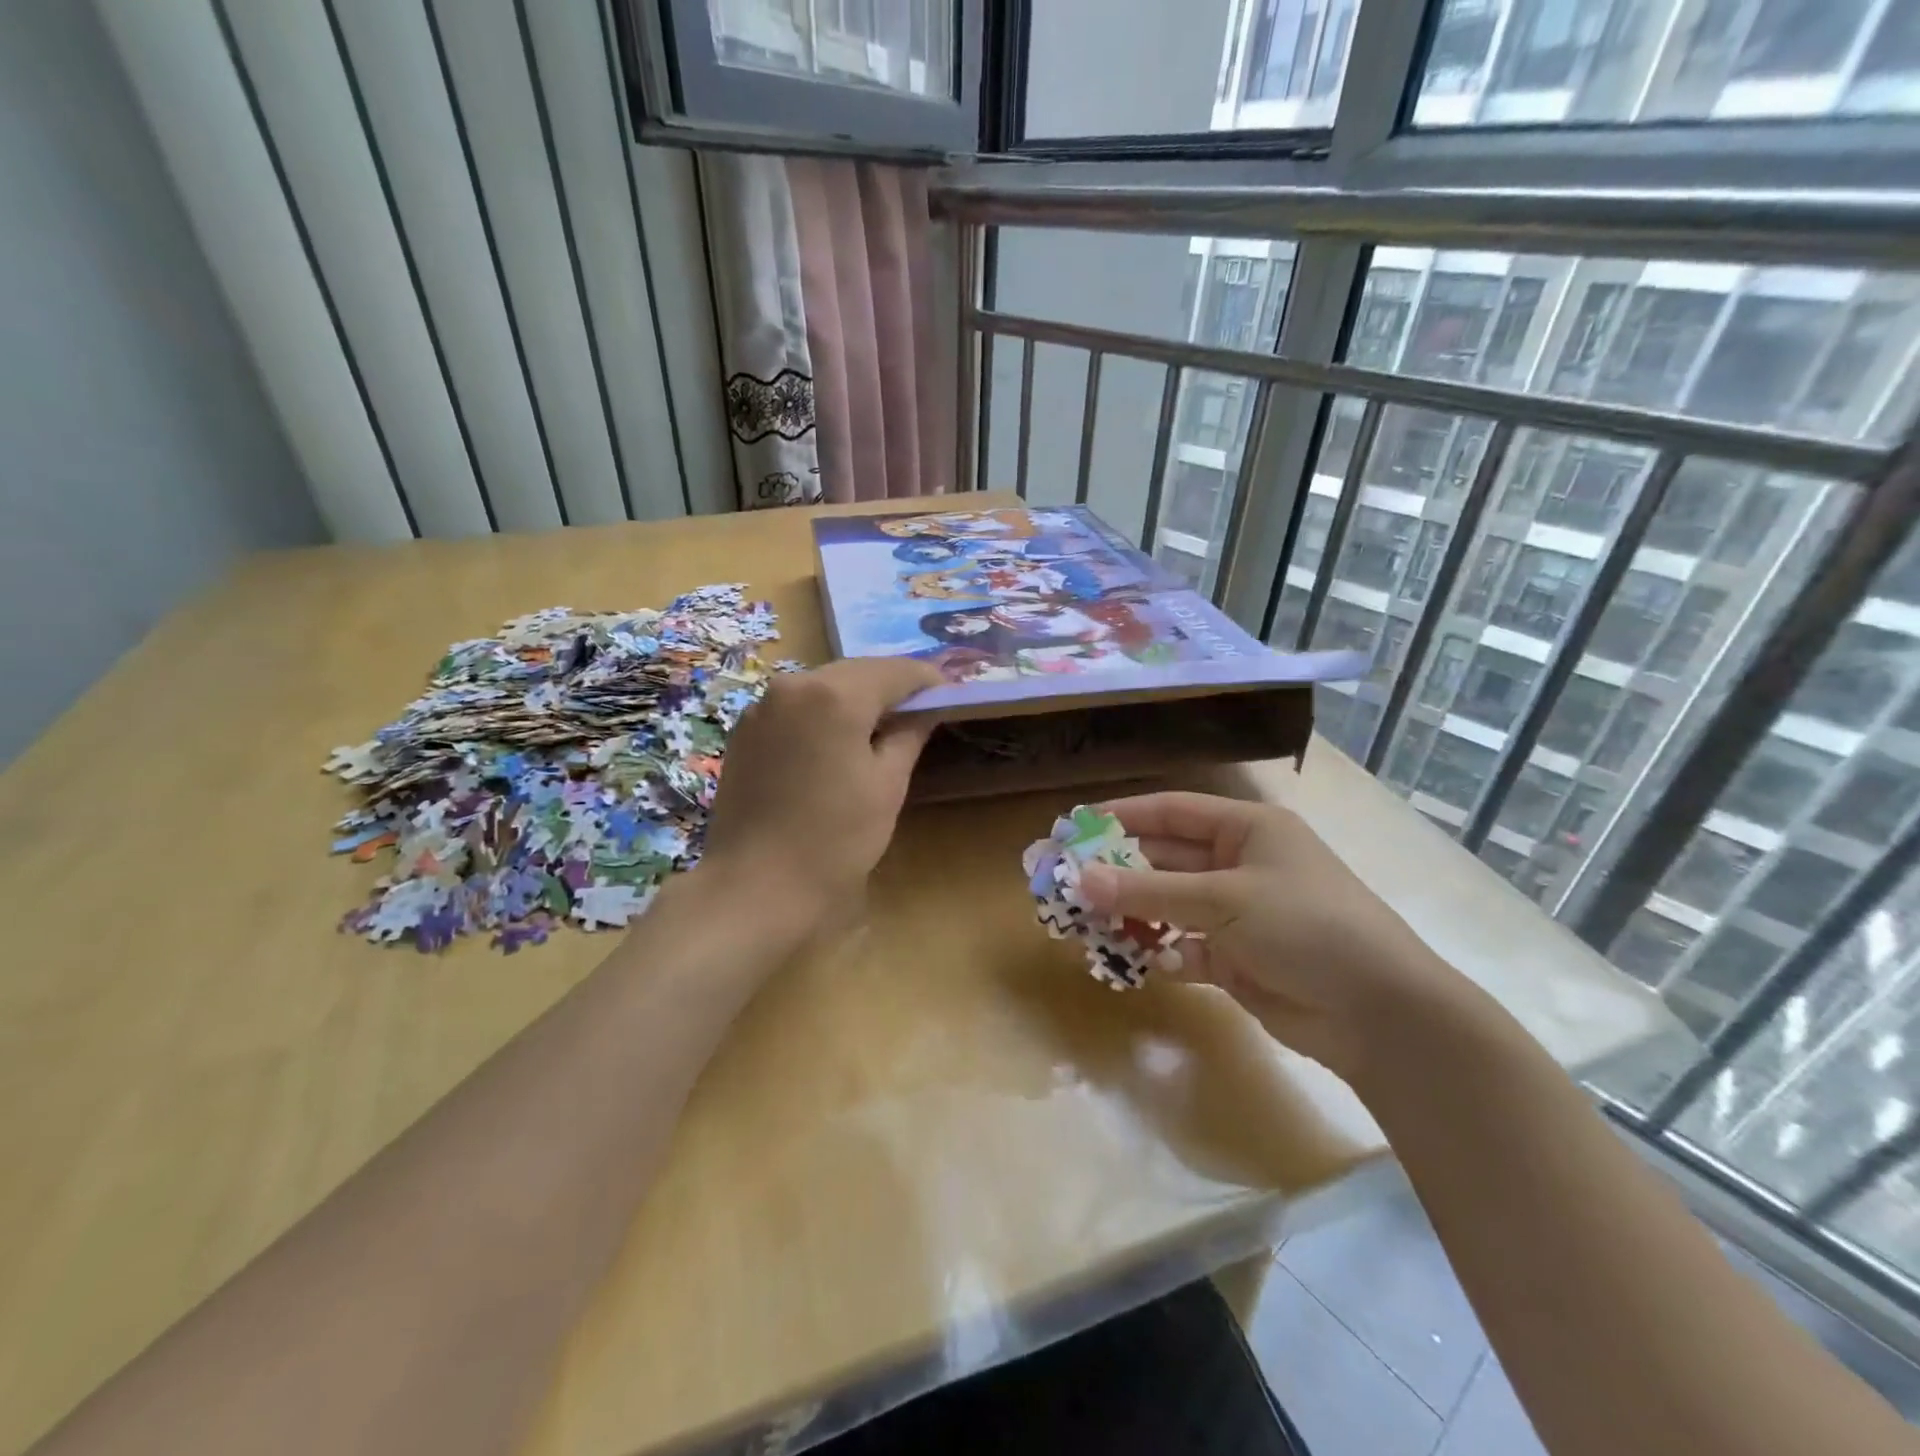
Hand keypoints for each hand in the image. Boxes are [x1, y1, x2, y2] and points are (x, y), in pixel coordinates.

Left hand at [700, 658, 942, 930]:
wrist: (755, 887)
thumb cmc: (834, 839)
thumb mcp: (886, 785)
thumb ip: (909, 735)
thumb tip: (926, 709)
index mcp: (835, 695)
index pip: (895, 671)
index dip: (927, 680)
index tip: (950, 695)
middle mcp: (793, 685)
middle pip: (856, 672)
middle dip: (891, 686)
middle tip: (922, 709)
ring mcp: (762, 706)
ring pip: (824, 686)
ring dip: (856, 698)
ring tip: (883, 726)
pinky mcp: (745, 730)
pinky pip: (796, 706)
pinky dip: (823, 713)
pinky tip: (838, 740)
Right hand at [1076, 792, 1472, 1080]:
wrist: (1380, 1013)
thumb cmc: (1306, 926)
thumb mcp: (1224, 899)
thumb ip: (1149, 891)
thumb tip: (1080, 880)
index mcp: (1246, 830)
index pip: (1172, 811)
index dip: (1122, 816)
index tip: (1074, 826)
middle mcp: (1239, 865)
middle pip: (1164, 860)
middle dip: (1118, 872)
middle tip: (1066, 883)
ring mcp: (1237, 914)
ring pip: (1169, 907)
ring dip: (1134, 916)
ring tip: (1087, 927)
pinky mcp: (1237, 960)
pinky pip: (1184, 949)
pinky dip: (1164, 955)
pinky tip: (1143, 964)